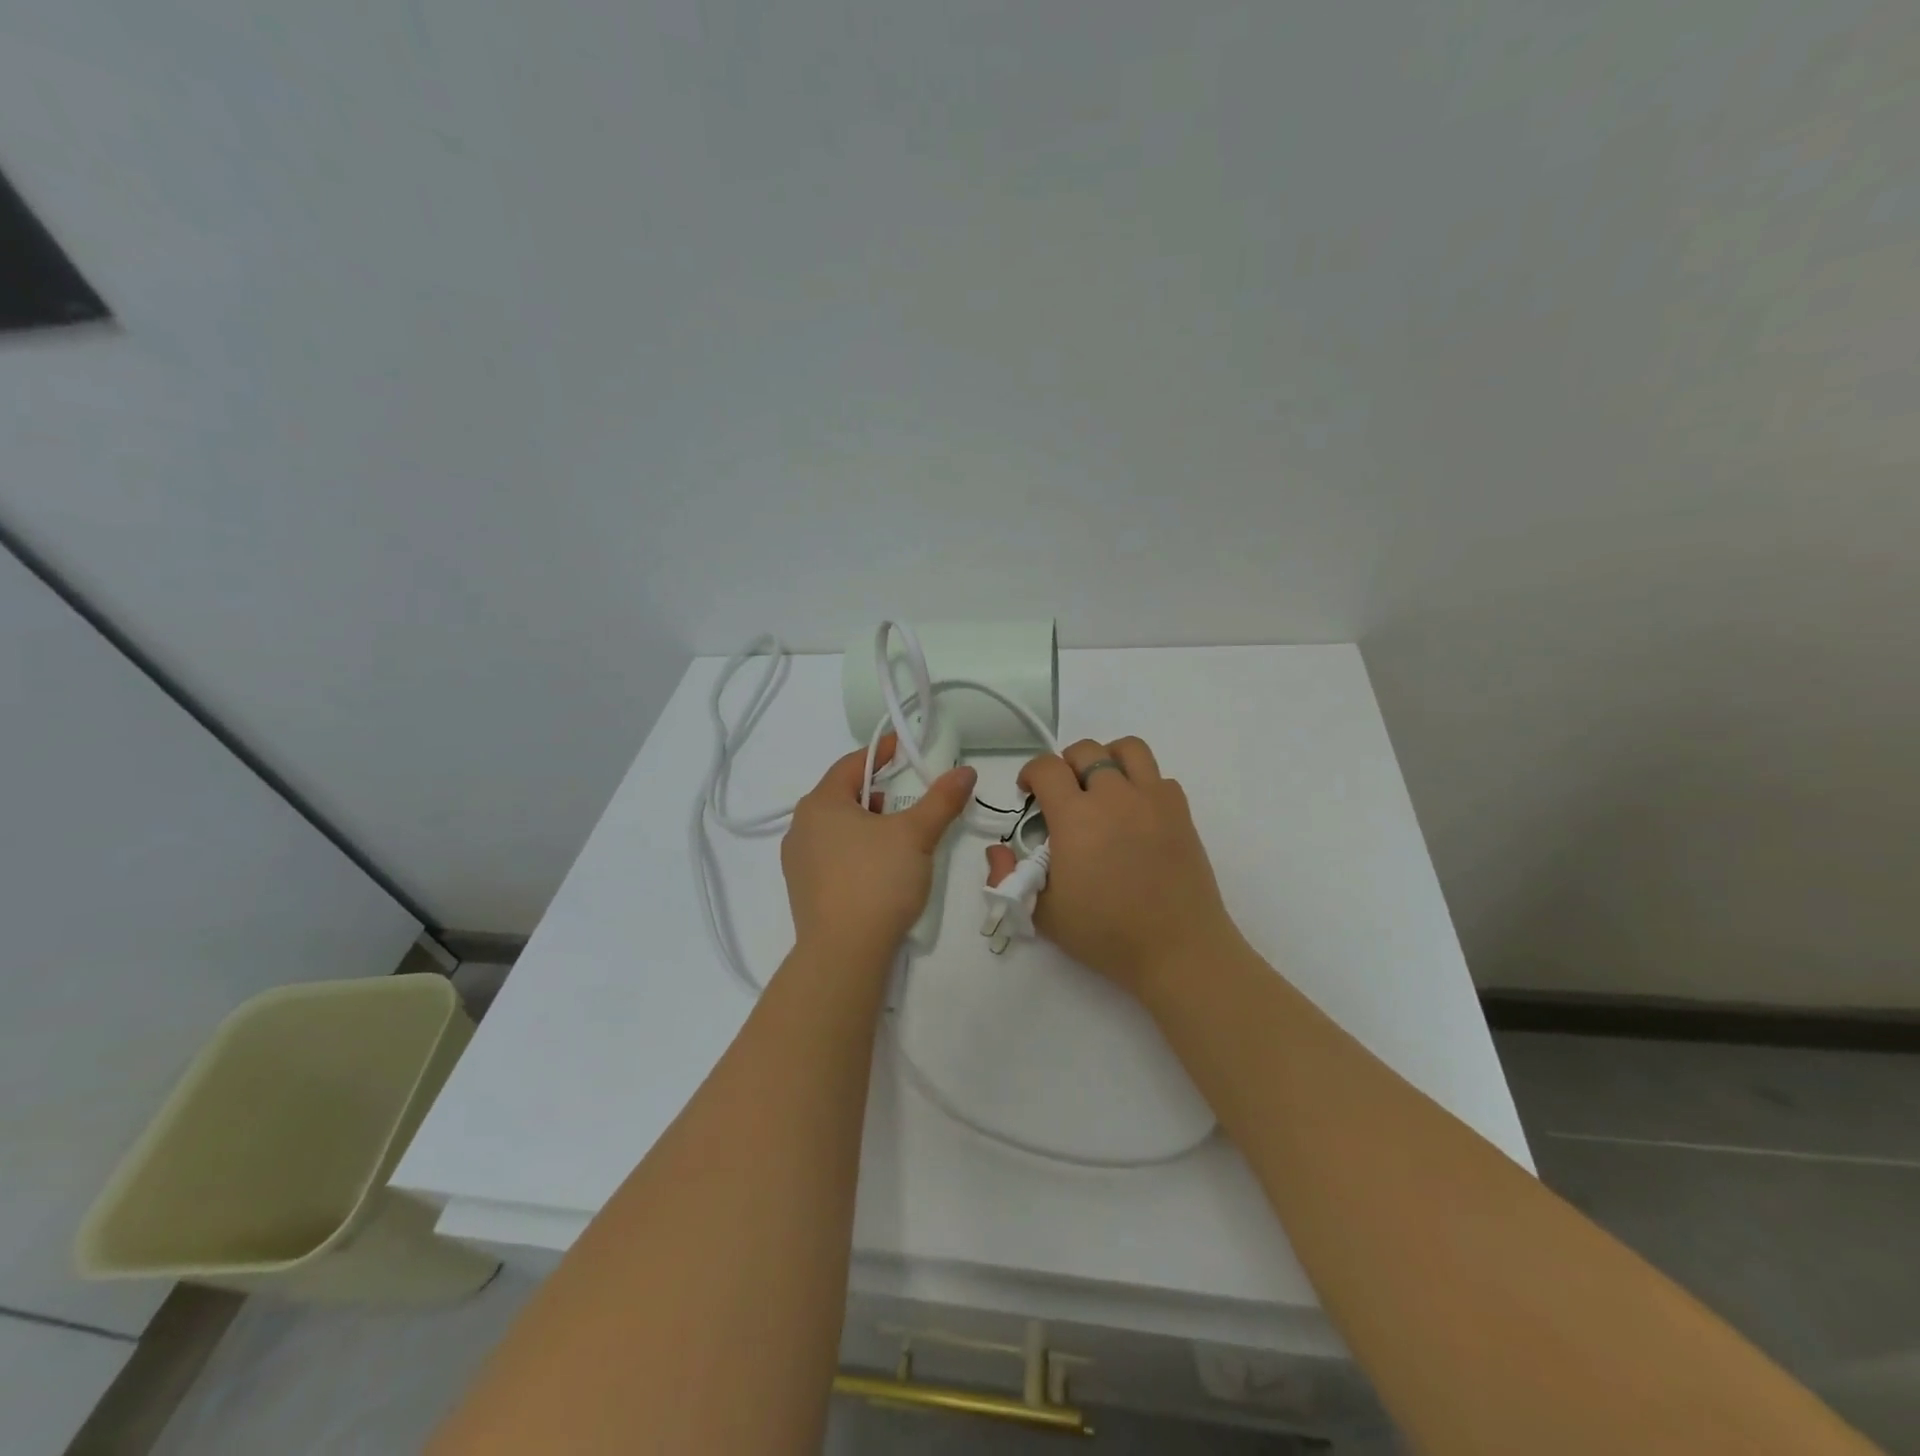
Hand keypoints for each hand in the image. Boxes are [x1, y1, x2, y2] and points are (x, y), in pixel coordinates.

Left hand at [782, 736, 977, 962]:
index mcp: (820, 803)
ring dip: (865, 823)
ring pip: (836, 827)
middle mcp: (800, 827)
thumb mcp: (916, 835)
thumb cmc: (877, 881)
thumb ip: (941, 800)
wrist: (843, 953)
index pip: (851, 764)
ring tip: (896, 836)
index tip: (903, 748)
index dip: (880, 753)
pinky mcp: (803, 890)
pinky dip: (855, 849)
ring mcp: (797, 861)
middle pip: (842, 795)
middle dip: (875, 791)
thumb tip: (965, 772)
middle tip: (905, 798)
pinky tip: (877, 868)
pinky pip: (831, 855)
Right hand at [986, 736, 1239, 999]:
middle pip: (1086, 750)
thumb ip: (1009, 877)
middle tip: (1063, 796)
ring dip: (1108, 759)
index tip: (1029, 794)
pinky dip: (1143, 783)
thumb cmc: (1105, 933)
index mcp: (1075, 817)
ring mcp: (1152, 800)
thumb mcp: (1043, 913)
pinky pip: (1159, 777)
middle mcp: (1114, 796)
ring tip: (1102, 787)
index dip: (1031, 773)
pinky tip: (1136, 813)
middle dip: (1066, 765)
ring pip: (1128, 749)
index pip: (1047, 767)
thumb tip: (998, 849)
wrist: (1177, 948)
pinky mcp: (1180, 812)